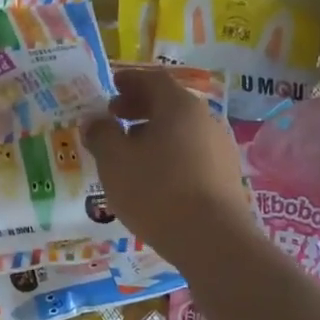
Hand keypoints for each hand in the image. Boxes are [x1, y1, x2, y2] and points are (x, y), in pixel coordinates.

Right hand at [84, 68, 252, 262]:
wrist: (212, 241)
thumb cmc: (157, 191)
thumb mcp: (115, 161)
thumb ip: (101, 134)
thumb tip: (94, 120)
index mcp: (179, 106)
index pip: (153, 79)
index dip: (129, 80)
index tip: (111, 87)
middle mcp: (205, 120)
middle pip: (169, 104)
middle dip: (138, 108)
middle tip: (113, 118)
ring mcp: (220, 148)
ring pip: (180, 130)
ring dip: (152, 133)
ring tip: (127, 152)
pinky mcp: (225, 176)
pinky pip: (190, 153)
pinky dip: (168, 154)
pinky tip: (152, 177)